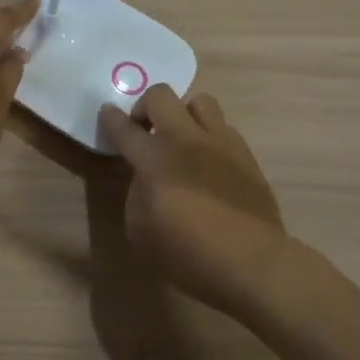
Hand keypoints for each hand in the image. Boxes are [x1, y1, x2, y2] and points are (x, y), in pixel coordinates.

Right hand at [97, 87, 294, 318]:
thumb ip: (137, 194)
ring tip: (182, 140)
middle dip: (146, 106)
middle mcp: (186, 140)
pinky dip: (210, 136)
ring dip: (184, 114)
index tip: (107, 112)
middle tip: (145, 130)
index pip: (126, 129)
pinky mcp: (246, 154)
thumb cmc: (188, 254)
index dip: (112, 118)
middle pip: (162, 96)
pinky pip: (224, 127)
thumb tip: (145, 177)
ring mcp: (221, 142)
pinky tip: (209, 161)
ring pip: (200, 101)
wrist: (252, 263)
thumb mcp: (141, 231)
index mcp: (156, 159)